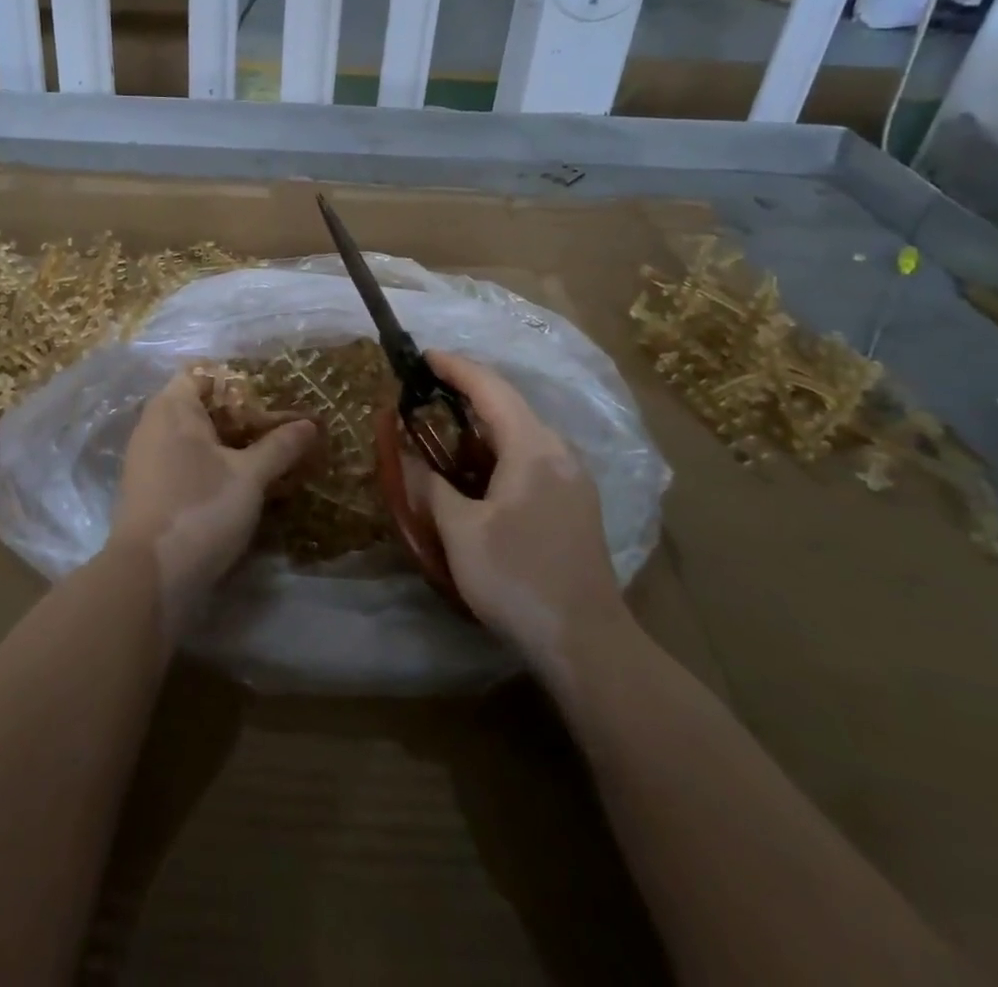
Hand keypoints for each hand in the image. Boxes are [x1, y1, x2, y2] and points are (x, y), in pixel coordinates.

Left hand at [112, 370, 315, 626]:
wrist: (150, 579)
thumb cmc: (199, 509)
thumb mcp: (249, 476)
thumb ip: (280, 446)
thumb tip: (311, 423)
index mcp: (172, 408)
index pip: (201, 372)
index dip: (236, 378)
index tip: (272, 392)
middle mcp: (153, 426)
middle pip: (200, 405)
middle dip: (240, 414)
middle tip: (280, 423)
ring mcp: (148, 461)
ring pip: (195, 438)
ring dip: (229, 443)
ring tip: (270, 452)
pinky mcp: (151, 491)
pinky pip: (186, 464)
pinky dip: (214, 466)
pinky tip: (244, 482)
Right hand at [400, 351, 626, 666]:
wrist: (586, 642)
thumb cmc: (517, 578)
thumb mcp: (460, 532)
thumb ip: (431, 487)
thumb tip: (411, 460)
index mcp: (533, 448)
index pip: (491, 388)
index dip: (456, 367)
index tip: (424, 356)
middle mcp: (559, 452)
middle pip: (509, 406)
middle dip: (467, 395)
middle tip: (425, 395)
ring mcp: (573, 479)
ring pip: (522, 434)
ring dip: (482, 427)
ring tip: (444, 432)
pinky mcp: (575, 504)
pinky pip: (532, 458)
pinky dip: (499, 451)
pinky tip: (477, 473)